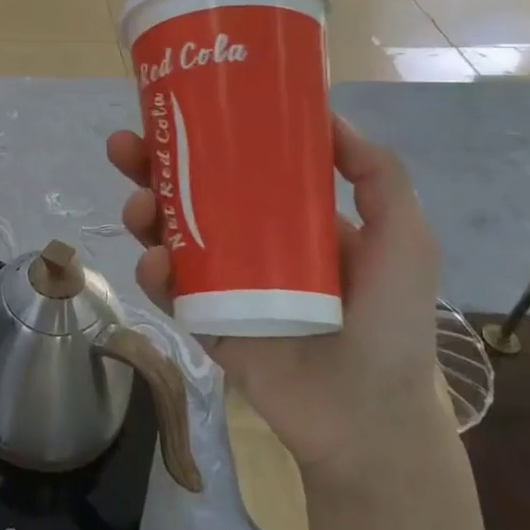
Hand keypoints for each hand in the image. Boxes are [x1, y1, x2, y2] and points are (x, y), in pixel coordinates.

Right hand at [106, 114, 444, 488]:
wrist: (370, 420)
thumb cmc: (391, 323)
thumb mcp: (405, 239)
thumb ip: (379, 175)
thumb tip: (326, 112)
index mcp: (286, 216)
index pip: (233, 163)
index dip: (201, 134)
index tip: (174, 108)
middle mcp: (245, 240)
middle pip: (186, 191)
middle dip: (149, 165)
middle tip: (125, 145)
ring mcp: (219, 281)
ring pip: (166, 234)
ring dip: (142, 212)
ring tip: (138, 205)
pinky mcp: (202, 321)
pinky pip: (168, 289)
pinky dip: (153, 271)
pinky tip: (156, 262)